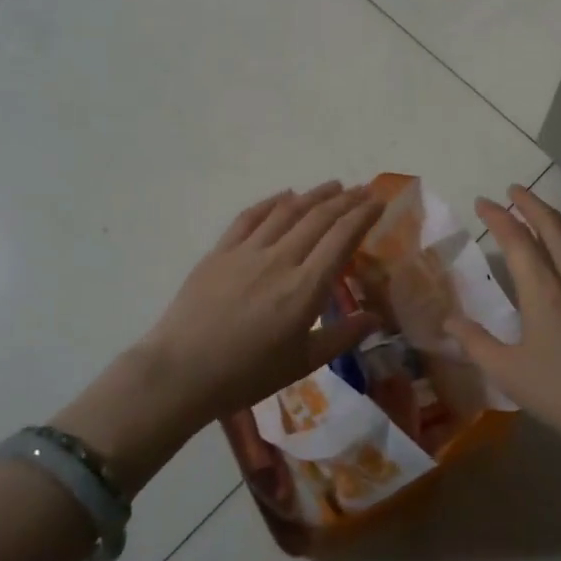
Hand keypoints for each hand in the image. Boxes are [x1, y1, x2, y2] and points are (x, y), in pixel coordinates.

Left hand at [141, 180, 382, 418]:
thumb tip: (376, 318)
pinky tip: (285, 195)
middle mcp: (280, 260)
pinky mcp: (220, 252)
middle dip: (346, 200)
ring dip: (314, 195)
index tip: (379, 203)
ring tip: (334, 186)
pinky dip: (272, 202)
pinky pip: (250, 217)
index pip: (341, 238)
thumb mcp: (303, 363)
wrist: (181, 373)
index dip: (363, 216)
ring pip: (287, 211)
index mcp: (305, 288)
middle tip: (365, 189)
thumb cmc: (247, 374)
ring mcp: (247, 252)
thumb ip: (342, 336)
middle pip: (319, 218)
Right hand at [447, 186, 560, 470]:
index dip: (499, 218)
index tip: (482, 202)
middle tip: (512, 190)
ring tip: (539, 209)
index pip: (519, 241)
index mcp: (544, 292)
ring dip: (555, 216)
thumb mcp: (508, 373)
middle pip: (553, 227)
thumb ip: (475, 343)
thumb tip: (448, 321)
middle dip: (531, 203)